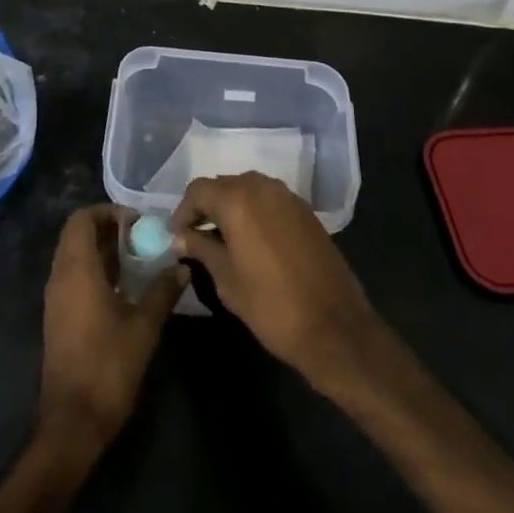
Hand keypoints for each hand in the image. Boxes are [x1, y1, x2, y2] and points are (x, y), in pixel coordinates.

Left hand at [40, 204, 186, 450]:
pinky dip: (94, 270)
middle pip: (76, 234)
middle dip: (107, 228)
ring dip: (101, 249)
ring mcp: (56, 297)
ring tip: (137, 259)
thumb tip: (182, 266)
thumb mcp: (144, 327)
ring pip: (74, 256)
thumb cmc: (108, 367)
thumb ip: (162, 291)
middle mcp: (60, 276)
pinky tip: (122, 287)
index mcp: (77, 270)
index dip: (107, 211)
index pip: (82, 219)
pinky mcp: (58, 316)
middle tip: (140, 237)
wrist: (73, 421)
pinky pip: (73, 276)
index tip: (137, 221)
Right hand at [172, 172, 384, 389]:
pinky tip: (253, 241)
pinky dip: (255, 213)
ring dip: (231, 208)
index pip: (198, 190)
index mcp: (237, 200)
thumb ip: (201, 249)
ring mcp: (288, 197)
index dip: (183, 211)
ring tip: (223, 240)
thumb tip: (181, 238)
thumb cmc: (271, 306)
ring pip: (248, 190)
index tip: (178, 236)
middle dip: (207, 207)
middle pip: (223, 185)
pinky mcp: (306, 211)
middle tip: (197, 237)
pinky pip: (269, 200)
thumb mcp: (226, 280)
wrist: (335, 328)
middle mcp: (262, 187)